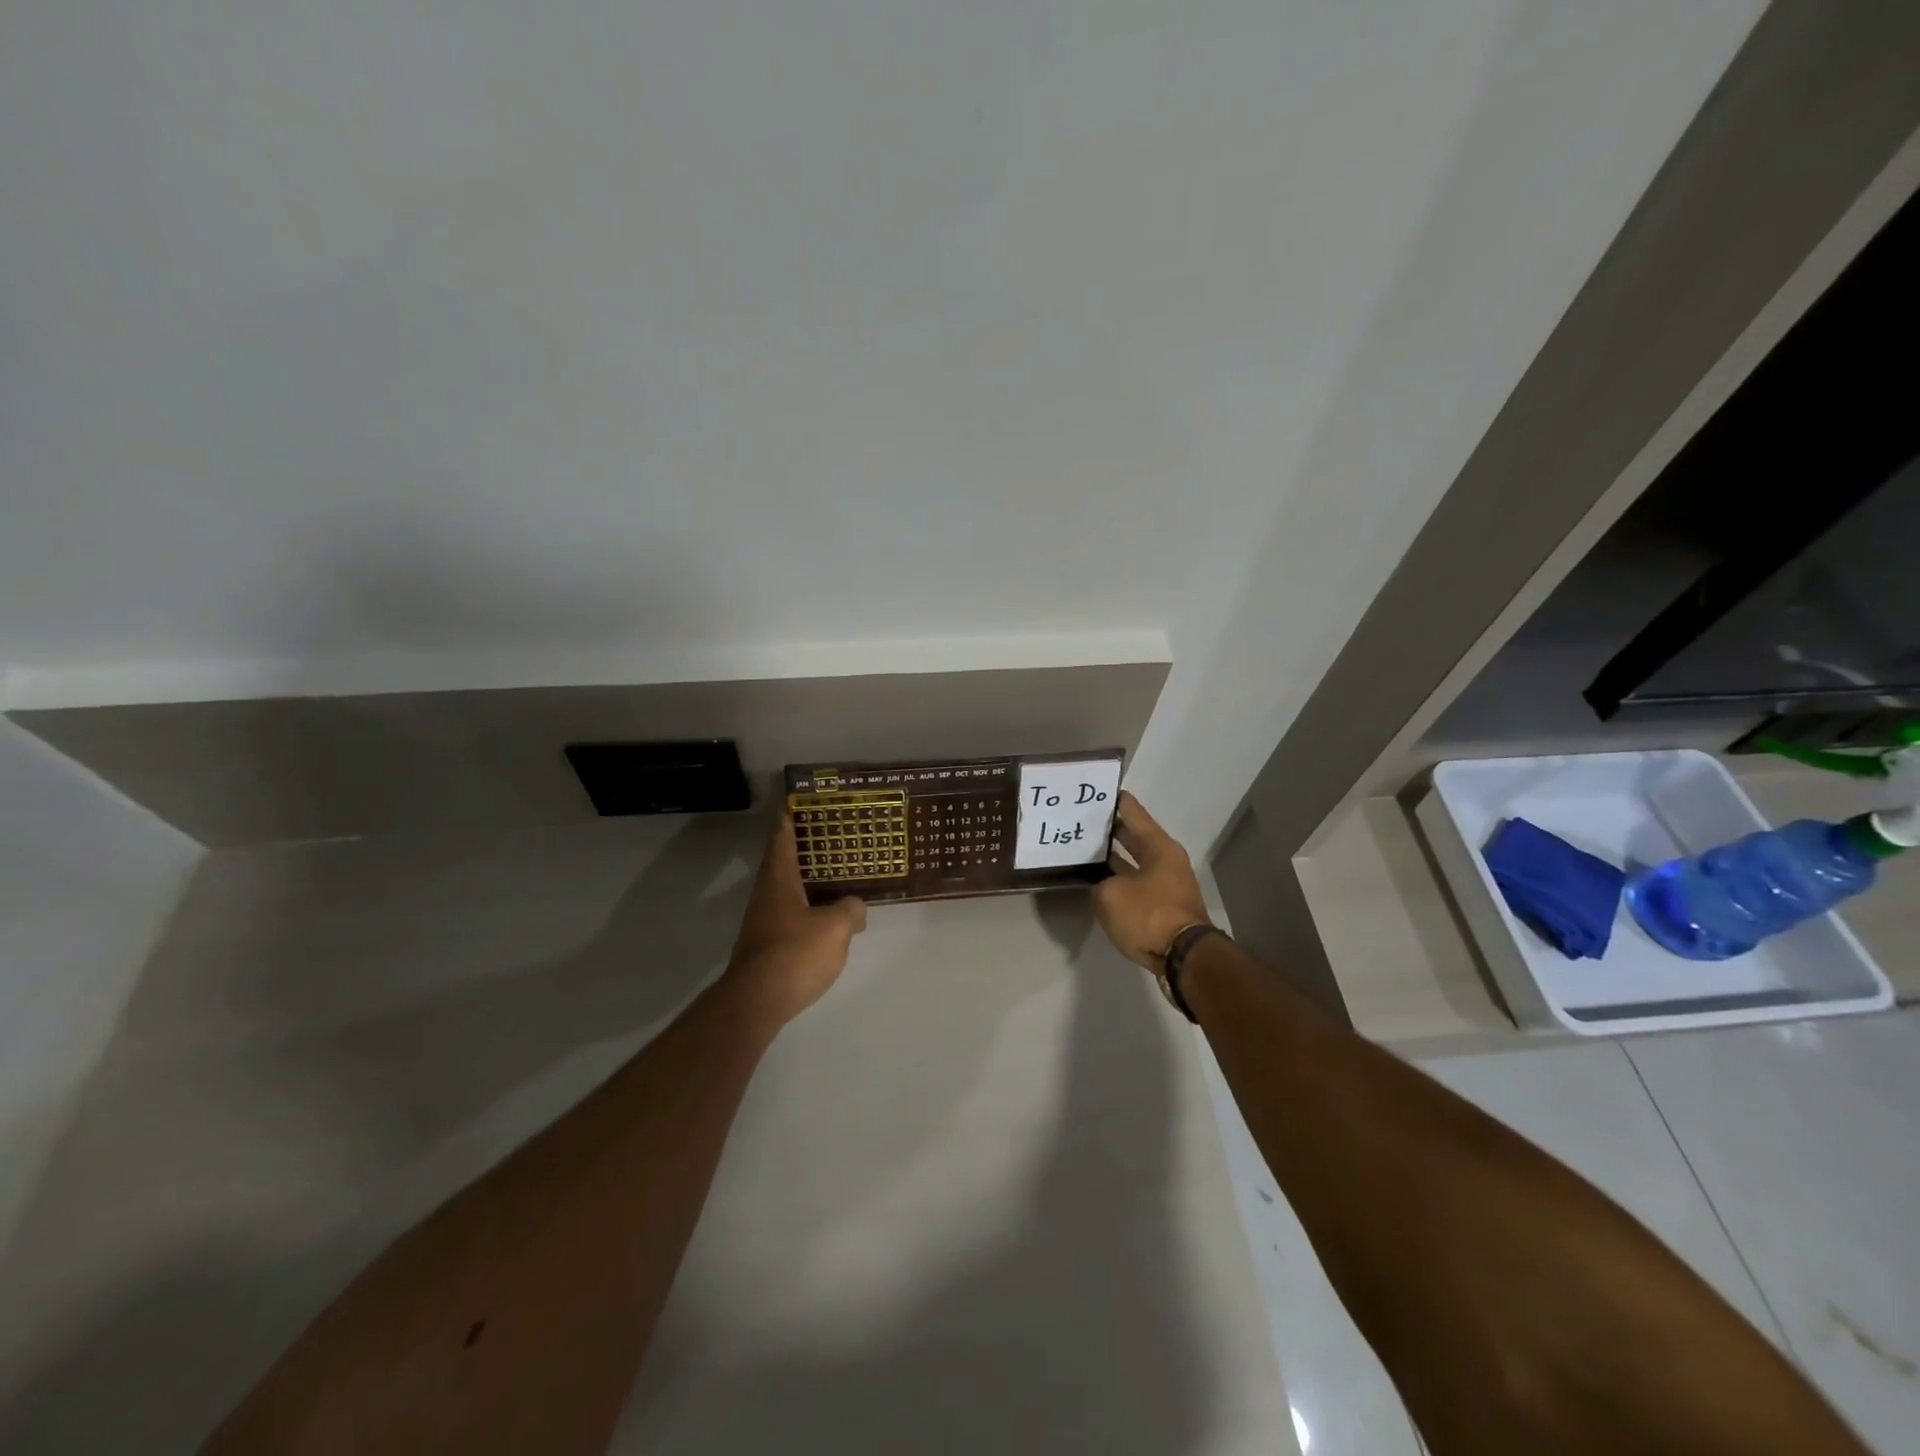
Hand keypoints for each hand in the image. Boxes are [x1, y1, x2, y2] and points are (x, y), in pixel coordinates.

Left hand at [722, 816, 867, 1026]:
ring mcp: (764, 921)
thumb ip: (850, 909)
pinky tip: (827, 916)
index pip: (781, 837)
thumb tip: (855, 907)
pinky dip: (808, 906)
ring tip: (836, 874)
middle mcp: (766, 894)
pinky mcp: (767, 944)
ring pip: (788, 889)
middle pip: (783, 861)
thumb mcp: (835, 928)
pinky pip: (791, 914)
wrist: (756, 1002)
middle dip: (804, 847)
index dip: (789, 817)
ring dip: (808, 879)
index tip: (798, 801)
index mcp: (779, 879)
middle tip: (832, 835)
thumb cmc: (794, 954)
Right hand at [1093, 792, 1214, 969]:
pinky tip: (1098, 881)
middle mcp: (1166, 860)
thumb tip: (1106, 888)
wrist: (1184, 958)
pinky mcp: (1163, 907)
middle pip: (1135, 837)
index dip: (1116, 800)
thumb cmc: (1149, 915)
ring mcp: (1167, 885)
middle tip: (1084, 819)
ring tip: (1086, 849)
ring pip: (1135, 862)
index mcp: (1158, 847)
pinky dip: (1119, 880)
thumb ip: (1101, 885)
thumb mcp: (1110, 895)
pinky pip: (1136, 884)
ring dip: (1114, 857)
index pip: (1133, 812)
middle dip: (1111, 829)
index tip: (1099, 789)